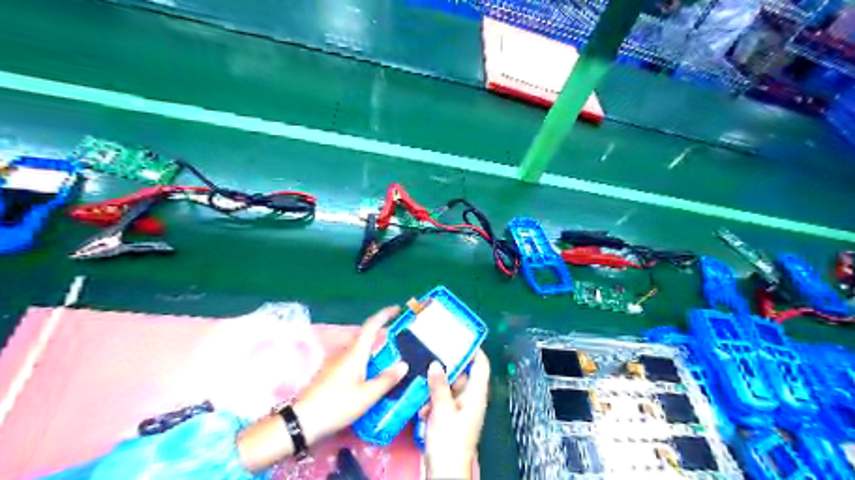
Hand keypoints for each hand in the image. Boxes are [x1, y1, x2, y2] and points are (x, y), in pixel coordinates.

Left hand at [294, 306, 407, 443]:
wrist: (303, 422)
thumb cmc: (337, 405)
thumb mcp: (367, 395)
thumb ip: (386, 379)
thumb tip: (404, 364)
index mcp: (355, 353)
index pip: (371, 325)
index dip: (384, 314)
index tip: (397, 309)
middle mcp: (345, 353)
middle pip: (366, 338)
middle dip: (382, 337)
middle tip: (400, 343)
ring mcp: (335, 363)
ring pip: (359, 351)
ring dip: (374, 352)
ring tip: (389, 362)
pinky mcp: (330, 374)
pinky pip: (353, 362)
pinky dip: (365, 363)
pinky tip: (371, 377)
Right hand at [424, 350, 491, 479]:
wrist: (444, 472)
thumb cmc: (449, 441)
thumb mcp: (442, 410)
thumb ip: (439, 385)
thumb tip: (436, 363)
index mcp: (476, 395)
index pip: (481, 365)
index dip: (474, 350)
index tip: (459, 337)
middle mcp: (471, 399)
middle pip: (462, 374)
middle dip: (447, 367)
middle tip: (431, 353)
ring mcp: (460, 409)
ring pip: (449, 387)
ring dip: (436, 386)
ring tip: (422, 380)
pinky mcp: (450, 418)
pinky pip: (443, 400)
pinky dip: (433, 400)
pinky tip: (422, 406)